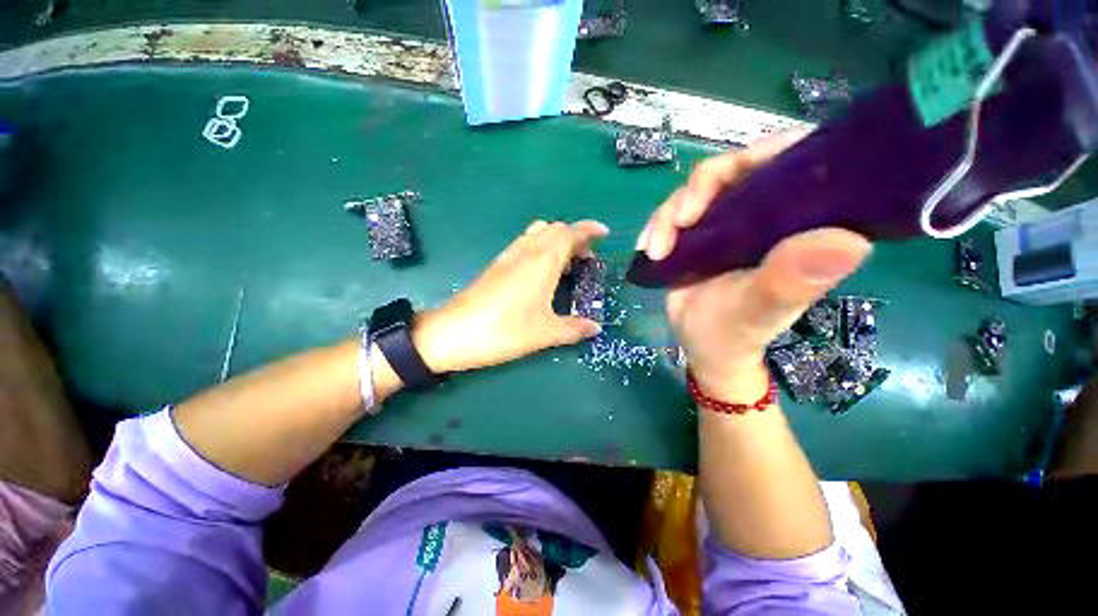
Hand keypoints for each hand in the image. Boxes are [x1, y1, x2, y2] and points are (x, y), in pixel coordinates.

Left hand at [413, 220, 607, 372]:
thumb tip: (596, 328)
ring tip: (567, 263)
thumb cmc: (504, 330)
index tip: (604, 233)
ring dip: (556, 241)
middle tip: (587, 257)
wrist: (453, 332)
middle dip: (575, 237)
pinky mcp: (496, 265)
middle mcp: (526, 251)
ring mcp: (508, 256)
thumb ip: (574, 328)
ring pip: (538, 234)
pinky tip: (541, 271)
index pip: (570, 233)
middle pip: (555, 229)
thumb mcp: (545, 333)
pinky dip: (540, 248)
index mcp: (542, 261)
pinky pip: (524, 244)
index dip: (589, 229)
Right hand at [637, 131, 871, 398]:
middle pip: (736, 169)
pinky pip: (672, 213)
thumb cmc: (737, 332)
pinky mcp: (696, 234)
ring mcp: (726, 222)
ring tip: (656, 250)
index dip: (775, 150)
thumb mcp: (760, 310)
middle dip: (701, 188)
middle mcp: (764, 214)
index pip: (799, 164)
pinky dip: (656, 227)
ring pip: (696, 191)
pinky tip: (646, 249)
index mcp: (797, 225)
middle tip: (681, 220)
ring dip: (669, 214)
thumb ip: (792, 280)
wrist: (701, 346)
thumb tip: (851, 240)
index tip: (744, 164)